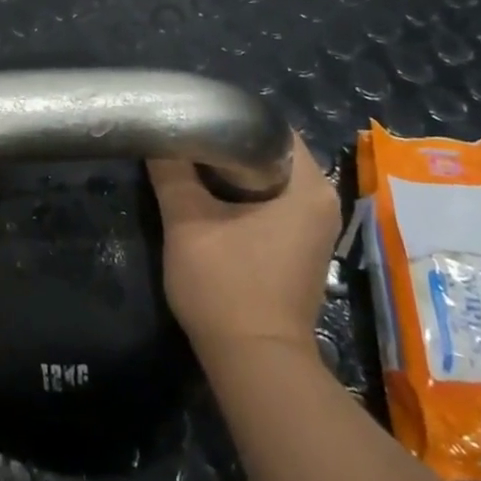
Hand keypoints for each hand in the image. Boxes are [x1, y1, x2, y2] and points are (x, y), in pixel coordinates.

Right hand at [149, 130, 339, 360]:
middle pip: (268, 152)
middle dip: (225, 145)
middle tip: (184, 139)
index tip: (194, 117)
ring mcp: (314, 227)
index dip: (229, 117)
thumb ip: (171, 172)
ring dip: (230, 173)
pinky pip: (271, 203)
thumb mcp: (187, 222)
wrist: (255, 362)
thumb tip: (158, 133)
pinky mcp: (300, 247)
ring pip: (267, 179)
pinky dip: (241, 196)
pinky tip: (207, 199)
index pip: (270, 127)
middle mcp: (322, 201)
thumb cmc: (227, 286)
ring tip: (188, 164)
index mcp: (308, 187)